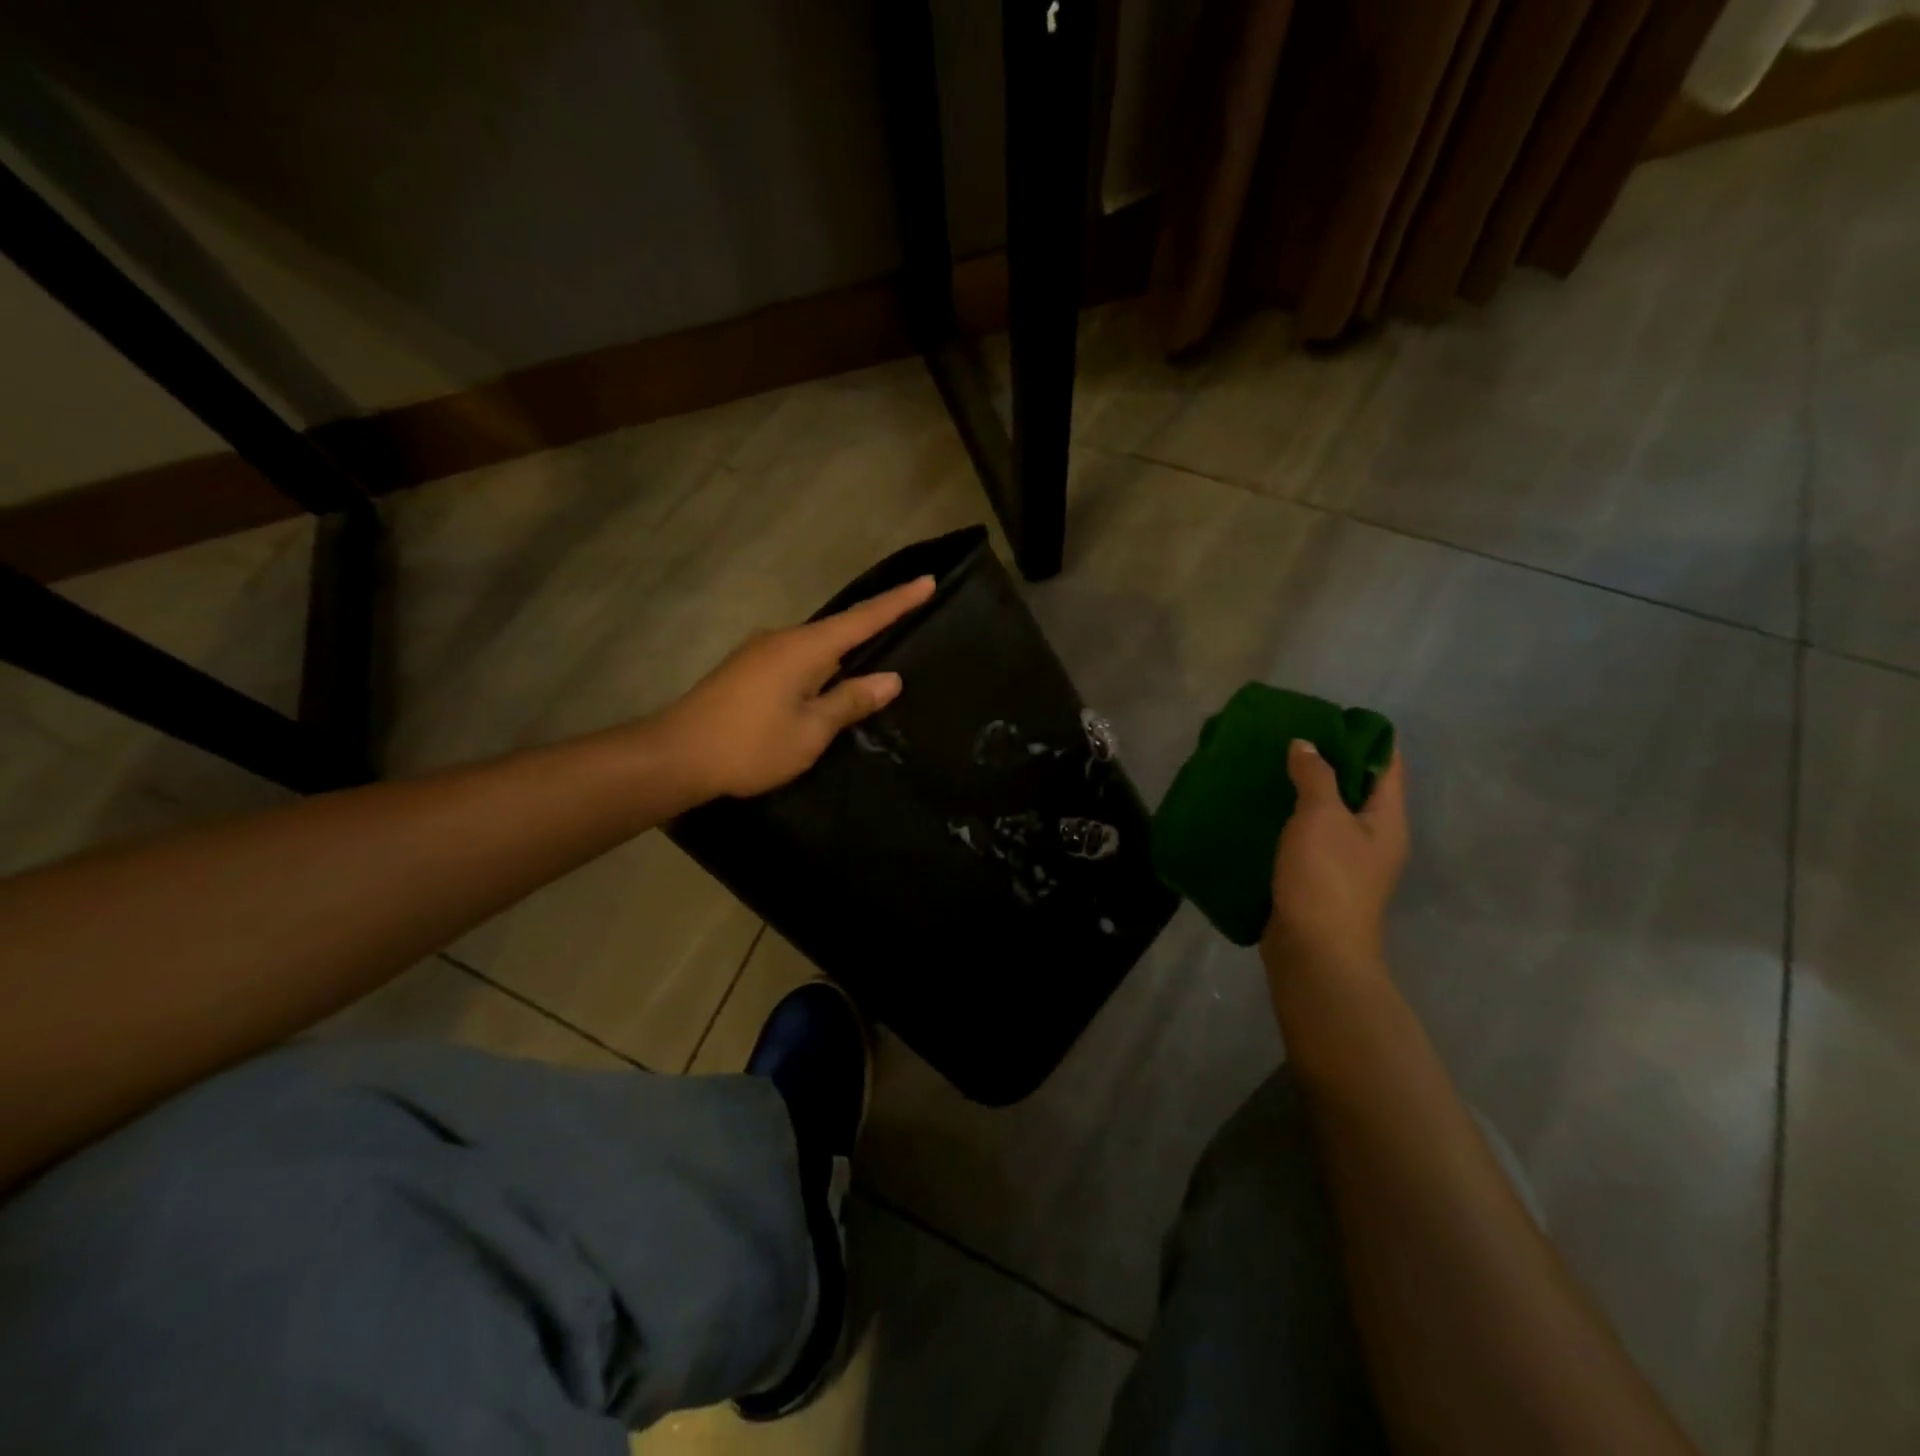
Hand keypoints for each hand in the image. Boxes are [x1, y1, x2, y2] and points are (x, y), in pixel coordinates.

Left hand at [654, 576, 936, 800]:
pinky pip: (796, 660)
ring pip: (815, 647)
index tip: (927, 581)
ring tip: (872, 666)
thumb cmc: (750, 745)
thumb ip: (850, 701)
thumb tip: (889, 679)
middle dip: (872, 627)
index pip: (863, 619)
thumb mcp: (811, 731)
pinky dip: (819, 667)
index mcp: (805, 649)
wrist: (675, 756)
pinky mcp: (746, 670)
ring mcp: (760, 652)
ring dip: (843, 654)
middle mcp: (782, 639)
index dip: (898, 602)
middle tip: (907, 626)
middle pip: (838, 629)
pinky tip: (826, 687)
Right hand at [1261, 741, 1408, 978]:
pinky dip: (1286, 820)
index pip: (1387, 764)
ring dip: (1300, 792)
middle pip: (1355, 787)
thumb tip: (1305, 745)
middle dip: (1324, 761)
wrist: (1314, 952)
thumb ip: (1315, 775)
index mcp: (1387, 820)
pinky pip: (1304, 838)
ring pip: (1325, 814)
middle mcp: (1372, 838)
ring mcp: (1345, 862)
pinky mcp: (1316, 879)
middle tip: (1287, 738)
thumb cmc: (1327, 878)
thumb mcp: (1321, 816)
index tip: (1327, 716)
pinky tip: (1259, 809)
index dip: (1363, 736)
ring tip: (1267, 767)